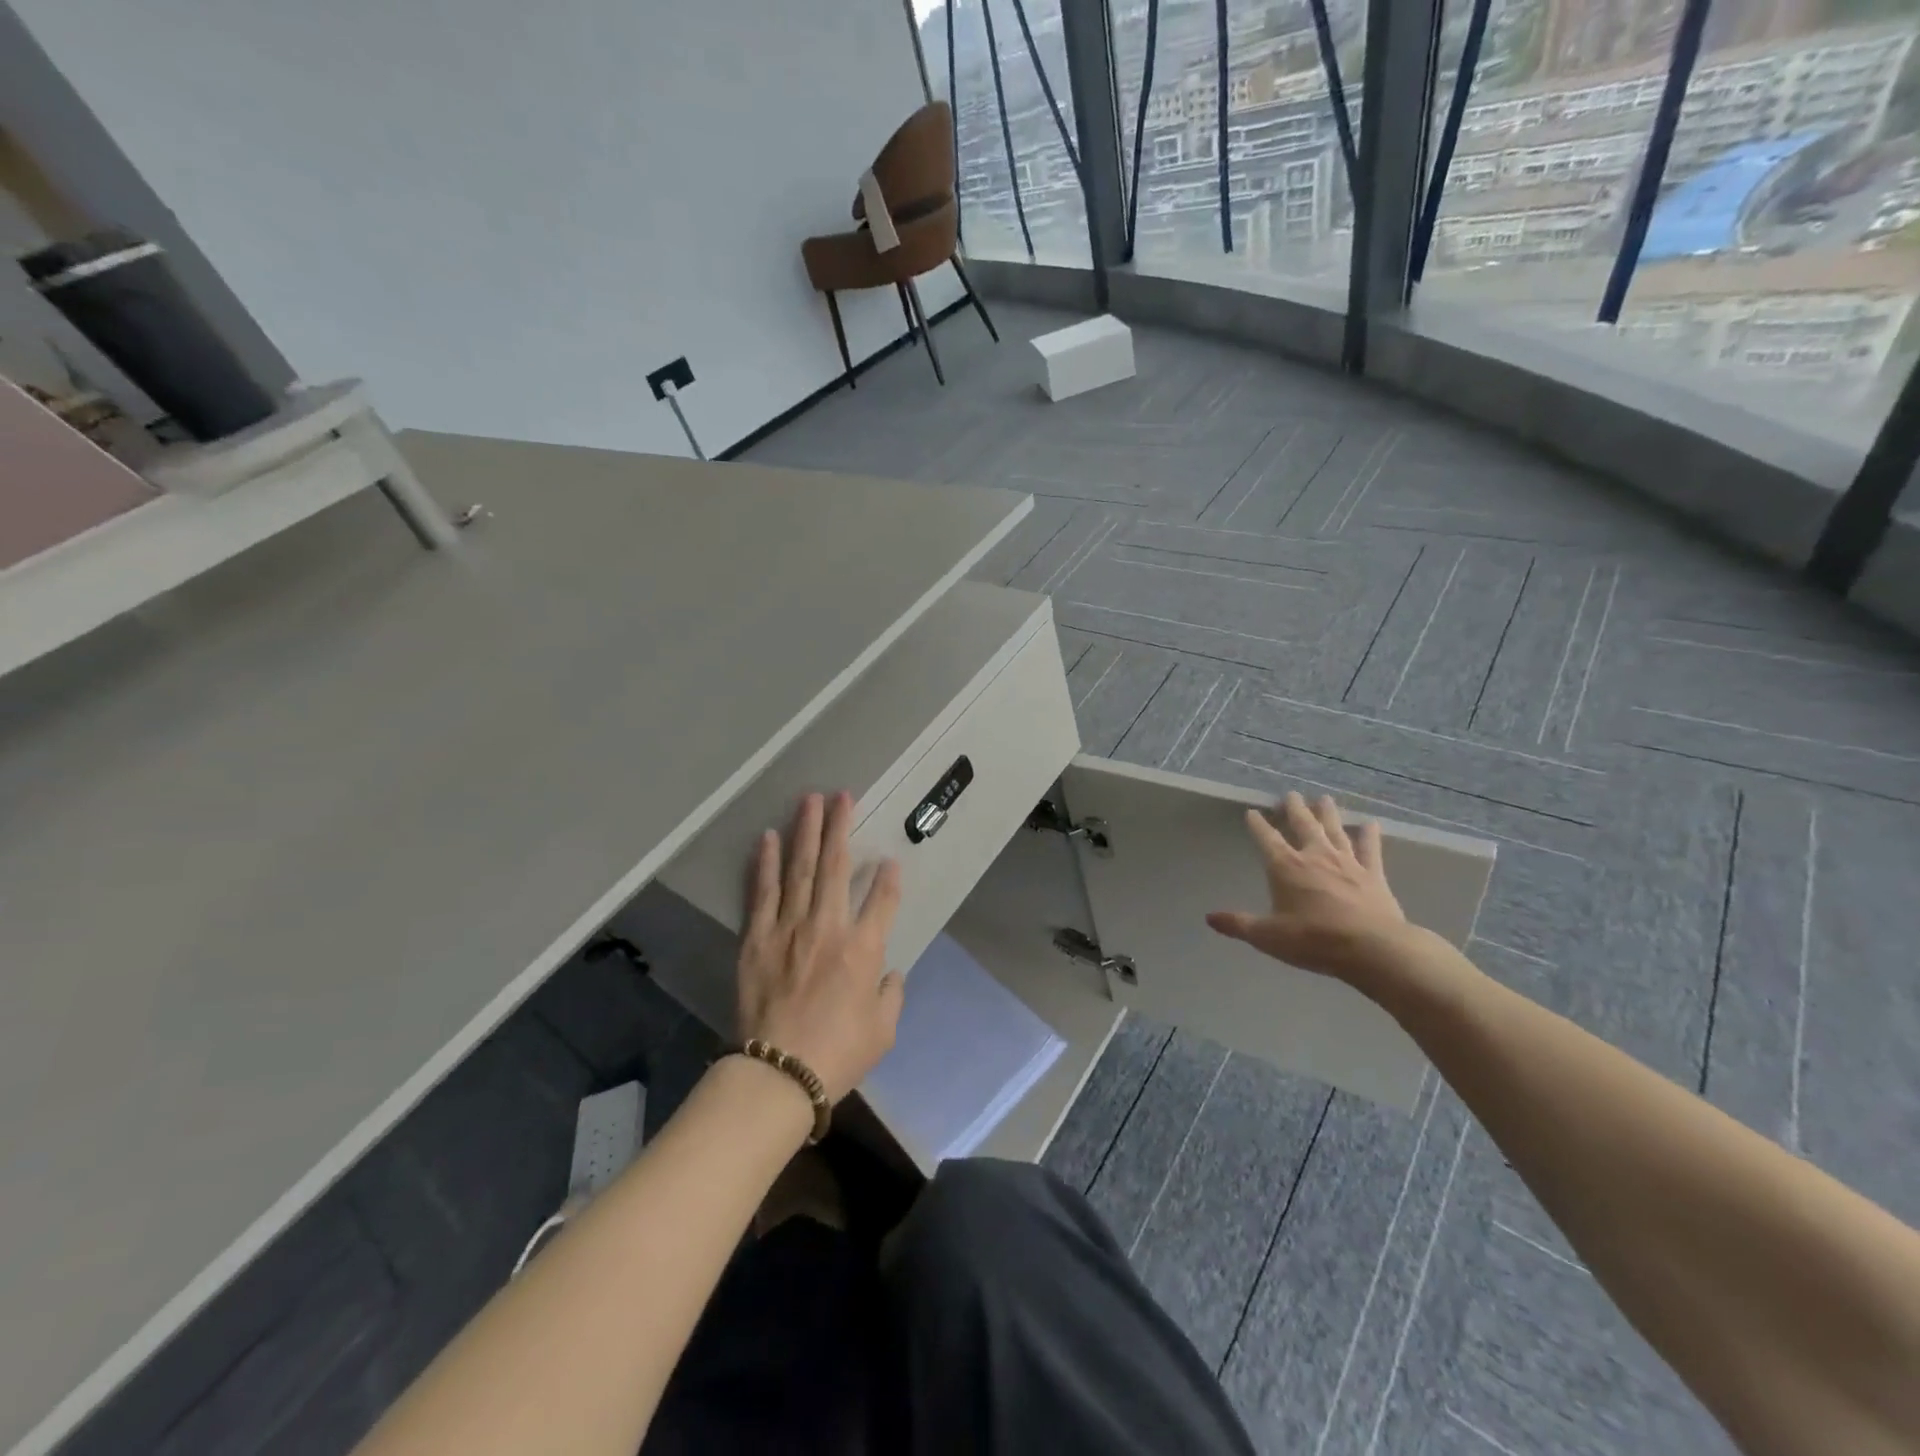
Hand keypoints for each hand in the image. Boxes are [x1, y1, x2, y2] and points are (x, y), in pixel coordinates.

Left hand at [737, 791, 903, 1103]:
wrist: (778, 1073)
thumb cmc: (838, 1054)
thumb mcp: (883, 1030)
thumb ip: (891, 994)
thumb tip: (889, 972)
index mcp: (864, 949)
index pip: (883, 899)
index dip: (890, 876)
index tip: (891, 859)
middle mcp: (828, 927)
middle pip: (837, 866)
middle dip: (840, 827)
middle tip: (842, 795)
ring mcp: (789, 928)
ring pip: (801, 868)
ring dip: (806, 832)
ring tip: (809, 800)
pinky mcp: (758, 938)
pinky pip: (763, 892)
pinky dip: (765, 863)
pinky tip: (767, 838)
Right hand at [1206, 792, 1406, 981]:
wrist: (1372, 949)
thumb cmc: (1313, 940)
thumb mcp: (1267, 936)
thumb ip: (1238, 924)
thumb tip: (1209, 918)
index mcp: (1285, 867)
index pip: (1266, 838)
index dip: (1257, 824)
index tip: (1252, 812)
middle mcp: (1314, 856)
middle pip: (1303, 824)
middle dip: (1294, 808)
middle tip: (1290, 794)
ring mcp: (1347, 862)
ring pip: (1334, 830)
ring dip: (1328, 814)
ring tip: (1324, 798)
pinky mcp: (1373, 874)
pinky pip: (1370, 849)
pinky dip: (1370, 835)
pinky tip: (1371, 824)